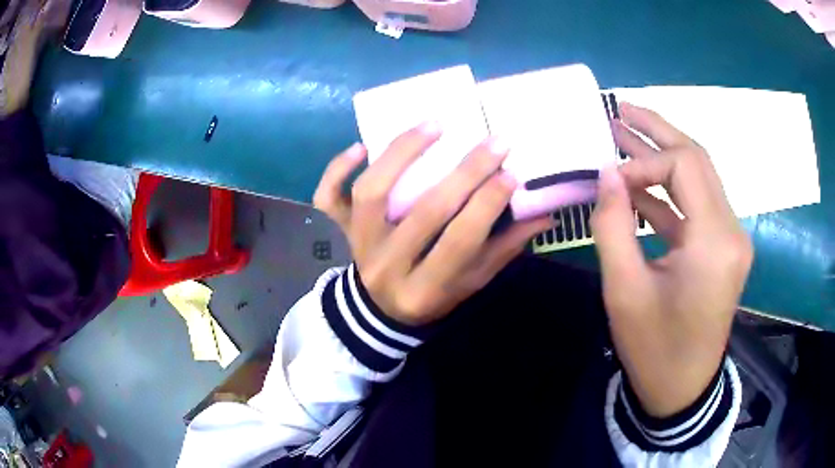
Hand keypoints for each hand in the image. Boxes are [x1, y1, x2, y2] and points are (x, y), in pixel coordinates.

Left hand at [314, 123, 552, 325]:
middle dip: (465, 173)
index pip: (460, 242)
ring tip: (435, 125)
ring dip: (402, 154)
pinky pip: (328, 197)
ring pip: (372, 193)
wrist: (377, 311)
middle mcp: (386, 266)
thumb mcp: (469, 283)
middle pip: (424, 212)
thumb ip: (503, 249)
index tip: (512, 173)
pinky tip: (360, 146)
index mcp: (424, 289)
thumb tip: (544, 214)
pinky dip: (337, 169)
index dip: (487, 206)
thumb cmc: (430, 296)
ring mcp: (355, 245)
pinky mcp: (336, 230)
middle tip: (493, 141)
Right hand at [591, 103, 752, 416]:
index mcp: (715, 242)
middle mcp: (731, 230)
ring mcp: (730, 237)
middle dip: (657, 131)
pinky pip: (696, 205)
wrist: (682, 388)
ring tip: (625, 133)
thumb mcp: (625, 291)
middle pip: (697, 160)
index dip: (642, 161)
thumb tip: (606, 171)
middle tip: (620, 108)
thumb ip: (613, 225)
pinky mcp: (722, 247)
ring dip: (662, 155)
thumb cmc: (653, 349)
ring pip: (699, 177)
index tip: (607, 176)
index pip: (683, 167)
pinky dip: (668, 191)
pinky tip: (639, 184)